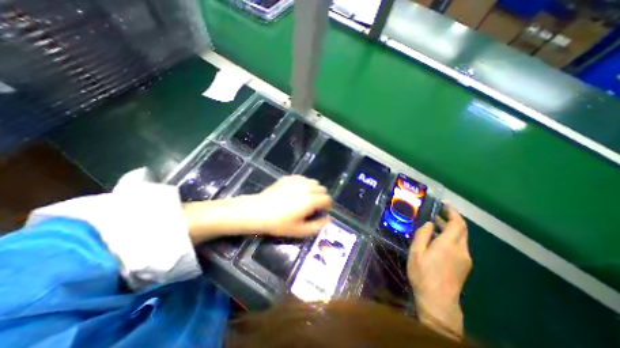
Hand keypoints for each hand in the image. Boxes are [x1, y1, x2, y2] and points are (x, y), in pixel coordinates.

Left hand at [249, 175, 331, 236]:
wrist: (258, 211)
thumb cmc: (279, 223)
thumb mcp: (300, 231)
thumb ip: (317, 226)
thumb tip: (328, 219)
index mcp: (310, 200)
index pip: (327, 199)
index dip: (327, 206)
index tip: (321, 212)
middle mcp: (306, 187)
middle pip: (322, 189)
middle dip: (321, 197)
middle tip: (313, 206)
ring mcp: (297, 181)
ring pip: (314, 182)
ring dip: (314, 189)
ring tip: (305, 198)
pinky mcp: (289, 178)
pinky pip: (303, 178)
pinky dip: (305, 184)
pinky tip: (296, 191)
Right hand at [408, 206, 469, 337]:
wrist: (439, 302)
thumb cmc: (423, 274)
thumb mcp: (416, 252)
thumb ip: (422, 235)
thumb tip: (428, 224)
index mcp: (448, 245)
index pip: (458, 223)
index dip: (453, 212)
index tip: (445, 204)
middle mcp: (461, 250)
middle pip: (462, 229)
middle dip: (451, 218)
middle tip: (437, 212)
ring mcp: (465, 259)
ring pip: (461, 238)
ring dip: (450, 228)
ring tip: (434, 224)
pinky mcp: (464, 266)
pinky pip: (460, 246)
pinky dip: (450, 238)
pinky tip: (438, 240)